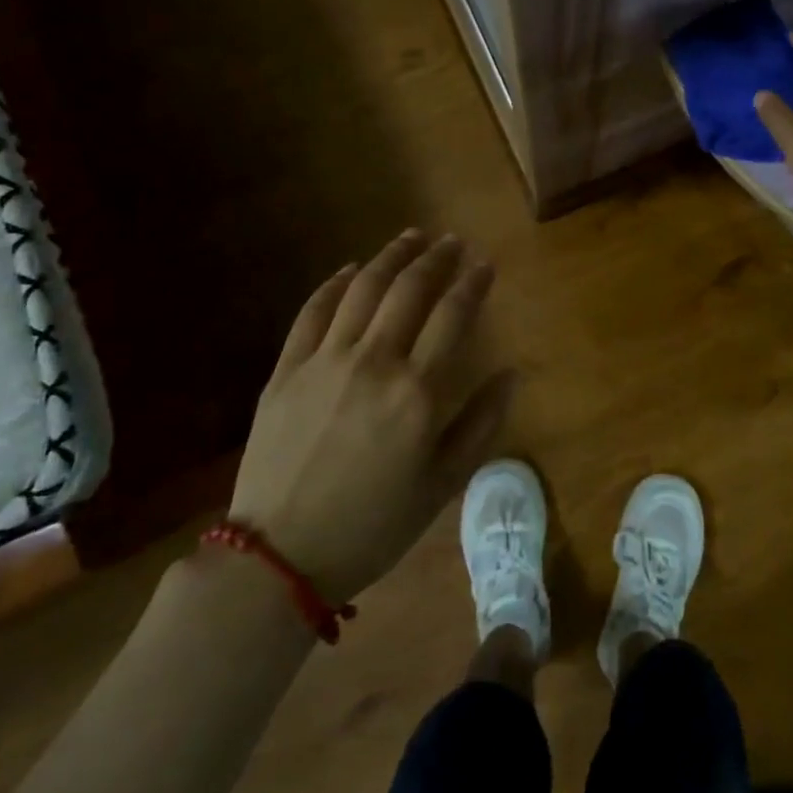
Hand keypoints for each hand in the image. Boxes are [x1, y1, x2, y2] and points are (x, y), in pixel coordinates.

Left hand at [233, 230, 513, 604]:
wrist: (280, 555)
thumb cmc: (374, 525)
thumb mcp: (442, 485)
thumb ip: (482, 423)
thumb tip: (512, 373)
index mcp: (417, 392)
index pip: (453, 315)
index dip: (473, 283)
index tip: (485, 264)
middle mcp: (374, 361)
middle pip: (409, 291)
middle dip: (436, 258)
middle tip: (453, 242)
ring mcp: (324, 360)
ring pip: (362, 289)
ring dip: (391, 257)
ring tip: (411, 237)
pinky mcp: (286, 369)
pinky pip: (313, 311)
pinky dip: (334, 284)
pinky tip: (350, 269)